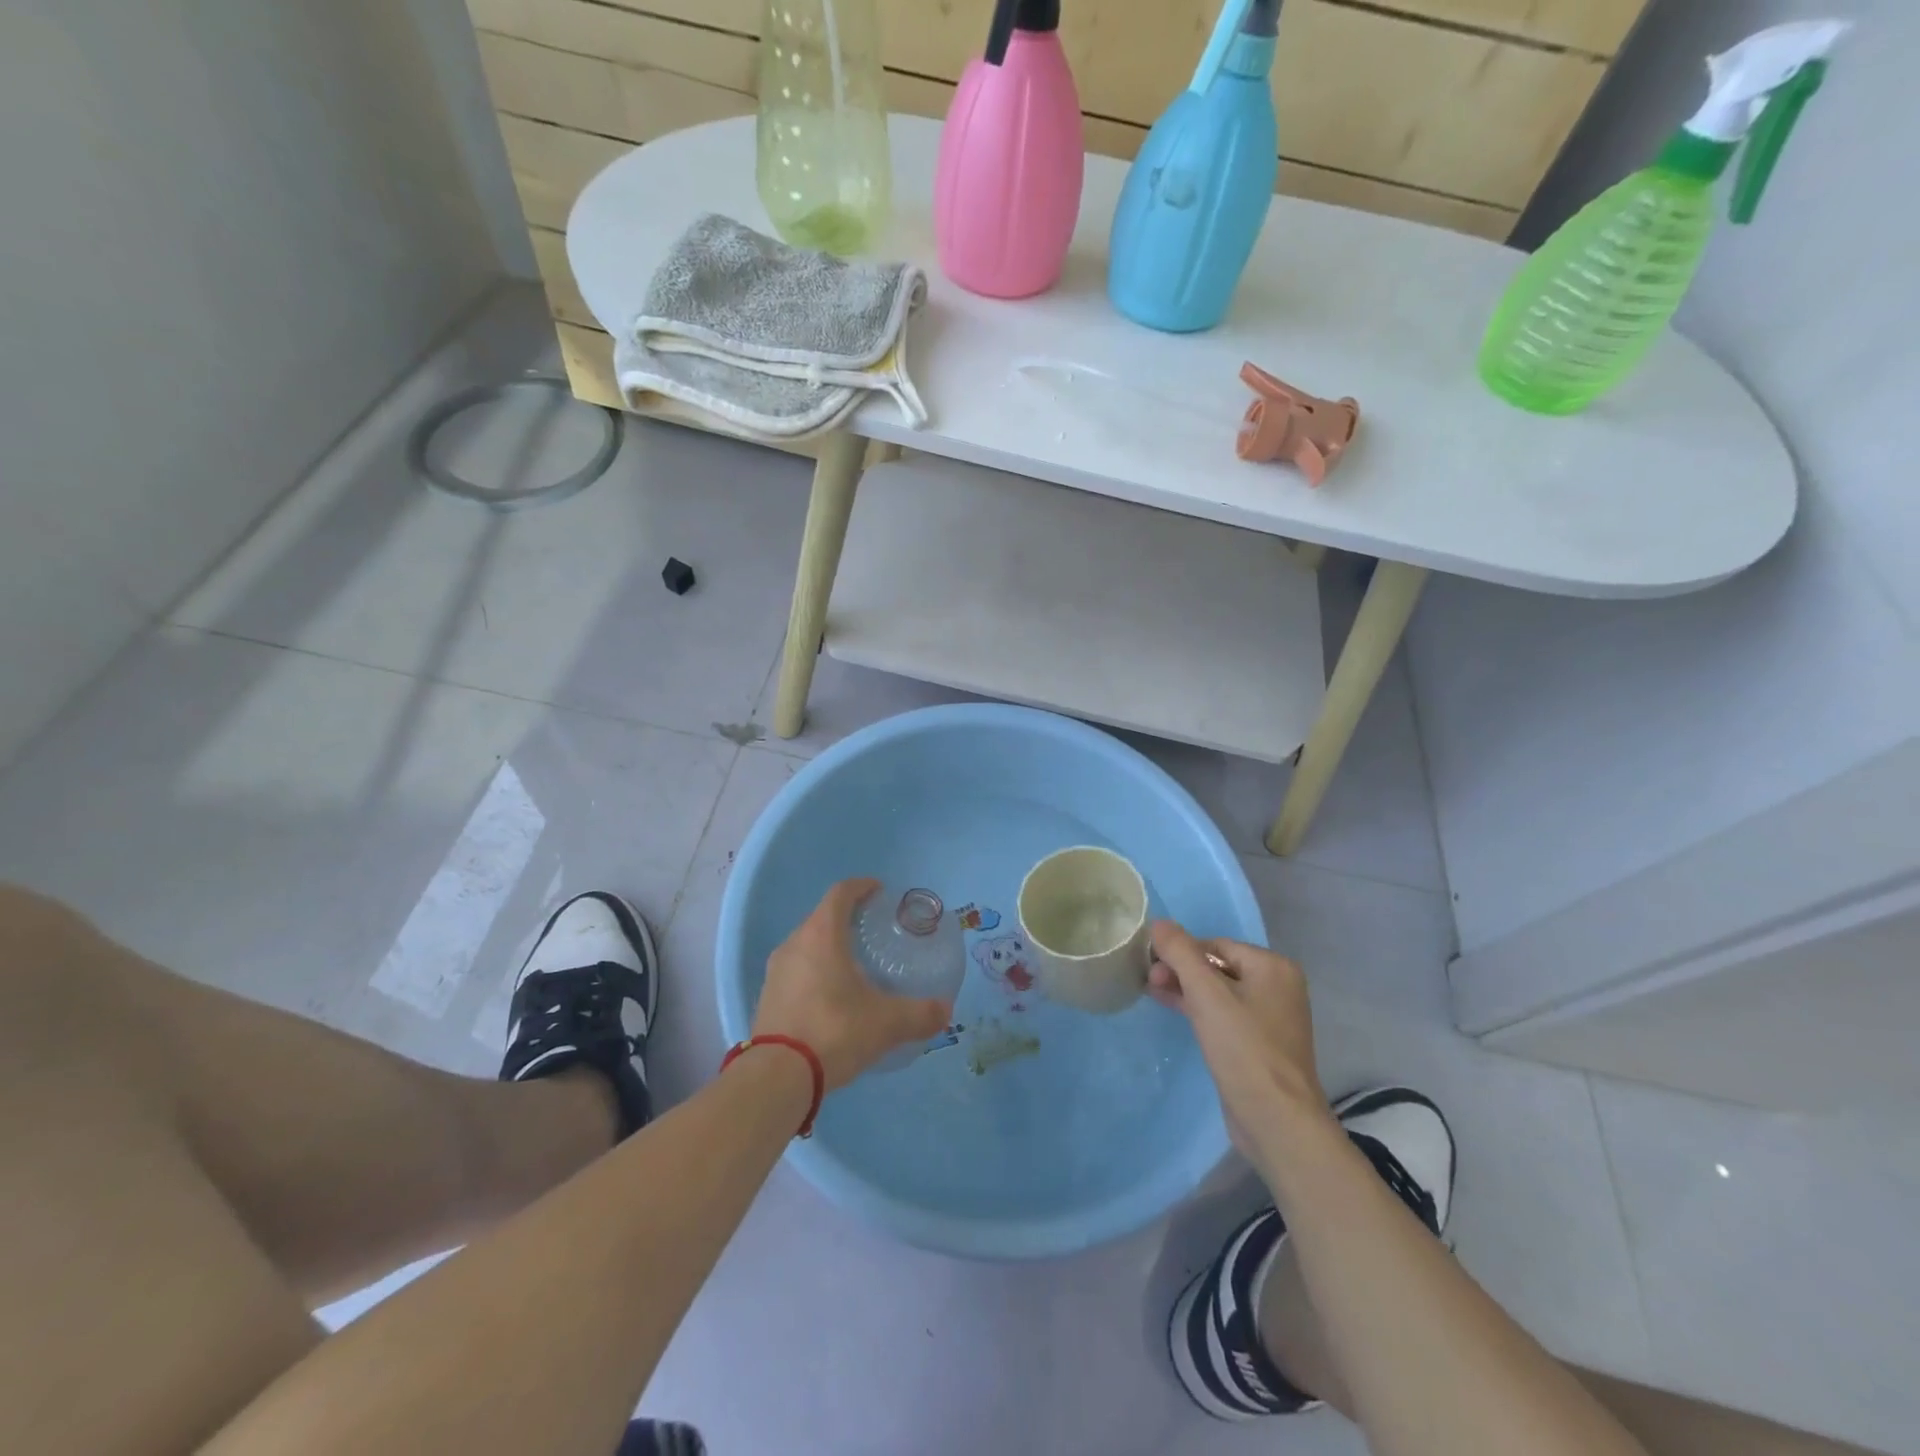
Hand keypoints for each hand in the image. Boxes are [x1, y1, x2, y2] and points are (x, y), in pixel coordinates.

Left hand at [752, 878, 952, 1090]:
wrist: (777, 1077)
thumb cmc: (834, 1031)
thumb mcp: (886, 1023)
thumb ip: (920, 1014)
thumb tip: (945, 1010)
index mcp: (822, 935)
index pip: (841, 893)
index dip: (861, 887)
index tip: (880, 891)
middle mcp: (794, 944)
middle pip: (822, 917)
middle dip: (847, 918)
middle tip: (873, 930)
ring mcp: (776, 971)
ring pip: (807, 945)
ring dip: (829, 947)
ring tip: (855, 965)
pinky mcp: (767, 997)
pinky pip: (796, 971)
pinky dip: (815, 971)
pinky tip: (832, 997)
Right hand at [1148, 920, 1336, 1165]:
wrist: (1277, 1120)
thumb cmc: (1244, 1048)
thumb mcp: (1207, 994)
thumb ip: (1180, 953)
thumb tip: (1159, 922)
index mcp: (1273, 967)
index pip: (1215, 945)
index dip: (1180, 951)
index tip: (1150, 964)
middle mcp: (1277, 986)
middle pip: (1217, 966)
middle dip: (1180, 970)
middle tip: (1149, 980)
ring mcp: (1269, 1017)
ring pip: (1217, 991)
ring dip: (1185, 988)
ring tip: (1152, 991)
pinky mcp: (1258, 1044)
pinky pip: (1223, 1014)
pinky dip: (1198, 1009)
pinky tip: (1172, 1008)